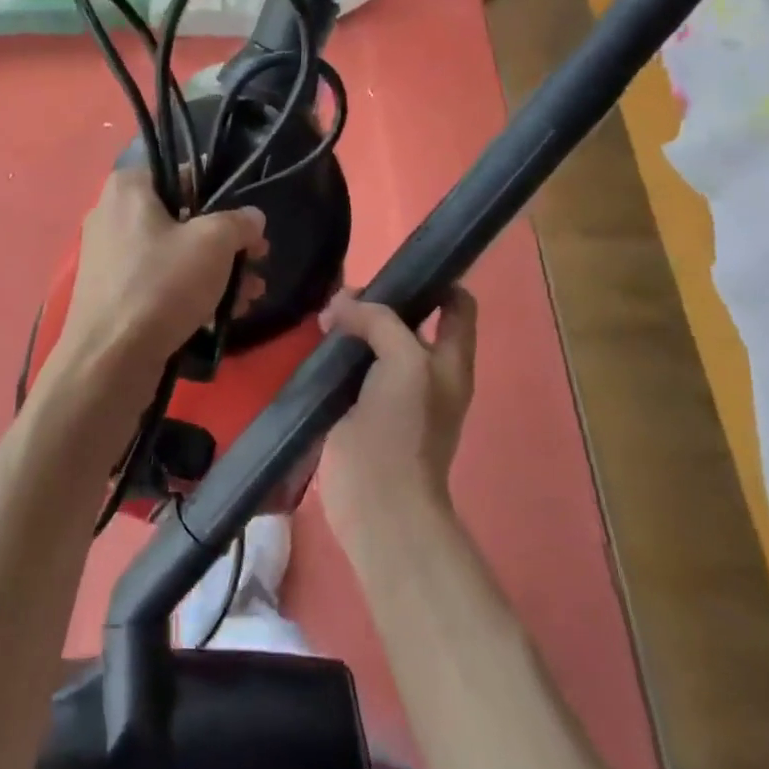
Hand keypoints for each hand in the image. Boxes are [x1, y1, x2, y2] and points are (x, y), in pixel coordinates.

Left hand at [49, 168, 267, 398]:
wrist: (110, 360)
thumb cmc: (162, 285)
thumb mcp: (214, 244)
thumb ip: (239, 223)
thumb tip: (252, 218)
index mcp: (128, 188)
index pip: (180, 174)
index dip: (219, 194)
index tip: (245, 222)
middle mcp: (112, 215)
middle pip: (181, 218)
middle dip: (225, 243)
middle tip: (258, 261)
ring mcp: (110, 257)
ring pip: (174, 254)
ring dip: (216, 272)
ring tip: (250, 296)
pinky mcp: (113, 294)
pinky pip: (159, 281)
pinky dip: (190, 292)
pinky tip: (224, 315)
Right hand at [318, 286, 478, 548]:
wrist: (378, 501)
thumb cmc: (404, 428)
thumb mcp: (406, 362)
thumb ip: (380, 322)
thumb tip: (341, 304)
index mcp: (451, 360)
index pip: (456, 305)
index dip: (435, 280)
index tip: (398, 266)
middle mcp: (424, 371)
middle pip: (407, 320)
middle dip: (379, 302)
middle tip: (344, 295)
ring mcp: (390, 391)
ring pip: (373, 343)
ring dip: (351, 326)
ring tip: (323, 314)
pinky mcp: (357, 408)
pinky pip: (348, 368)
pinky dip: (333, 352)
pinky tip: (312, 343)